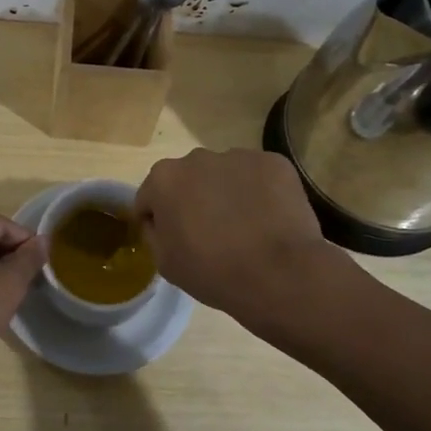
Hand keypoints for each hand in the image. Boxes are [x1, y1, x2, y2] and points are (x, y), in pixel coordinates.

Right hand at [135, 148, 331, 325]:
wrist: (280, 274)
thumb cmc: (213, 272)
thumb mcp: (165, 263)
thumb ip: (154, 233)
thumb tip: (160, 221)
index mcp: (164, 179)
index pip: (150, 196)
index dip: (158, 219)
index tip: (173, 239)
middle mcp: (197, 157)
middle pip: (188, 179)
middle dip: (194, 199)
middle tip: (210, 233)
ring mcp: (238, 156)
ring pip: (224, 174)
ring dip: (227, 193)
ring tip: (245, 227)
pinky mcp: (274, 162)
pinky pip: (258, 176)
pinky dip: (259, 192)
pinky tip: (268, 219)